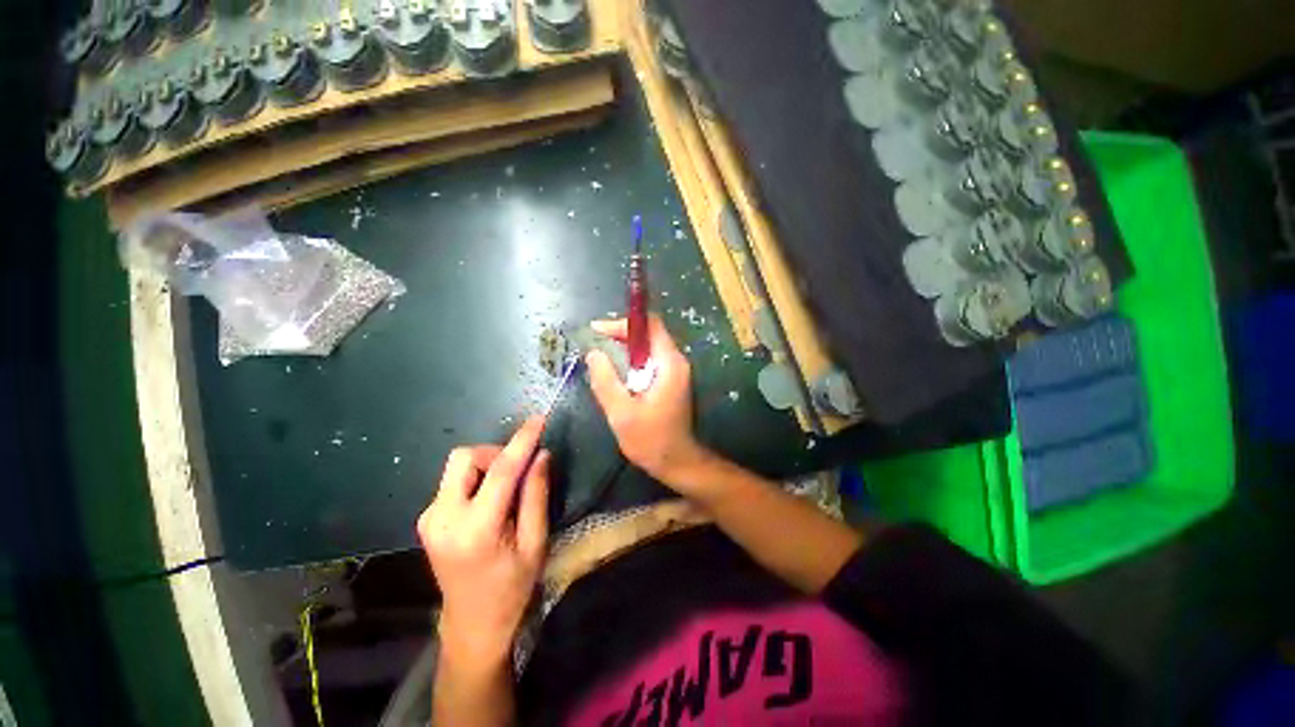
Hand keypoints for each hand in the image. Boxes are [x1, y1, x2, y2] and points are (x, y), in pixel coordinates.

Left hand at [418, 419, 549, 659]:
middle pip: (465, 457)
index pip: (500, 471)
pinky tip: (491, 499)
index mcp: (475, 530)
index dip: (521, 441)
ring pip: (458, 465)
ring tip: (508, 487)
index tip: (539, 419)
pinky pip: (454, 480)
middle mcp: (443, 519)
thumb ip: (536, 495)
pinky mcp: (427, 519)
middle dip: (496, 452)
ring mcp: (429, 518)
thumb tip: (541, 455)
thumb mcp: (535, 543)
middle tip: (520, 468)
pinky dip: (478, 477)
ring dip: (487, 464)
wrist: (472, 624)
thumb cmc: (512, 588)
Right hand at [586, 315, 710, 491]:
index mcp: (669, 364)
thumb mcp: (621, 412)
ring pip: (648, 347)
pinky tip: (616, 372)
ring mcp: (675, 371)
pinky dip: (632, 361)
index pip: (650, 326)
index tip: (597, 330)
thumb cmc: (651, 440)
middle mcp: (676, 362)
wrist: (677, 462)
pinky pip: (650, 361)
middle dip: (621, 334)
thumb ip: (605, 380)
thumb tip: (593, 353)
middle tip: (595, 343)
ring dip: (625, 348)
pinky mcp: (671, 381)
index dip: (623, 323)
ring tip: (601, 356)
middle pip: (649, 334)